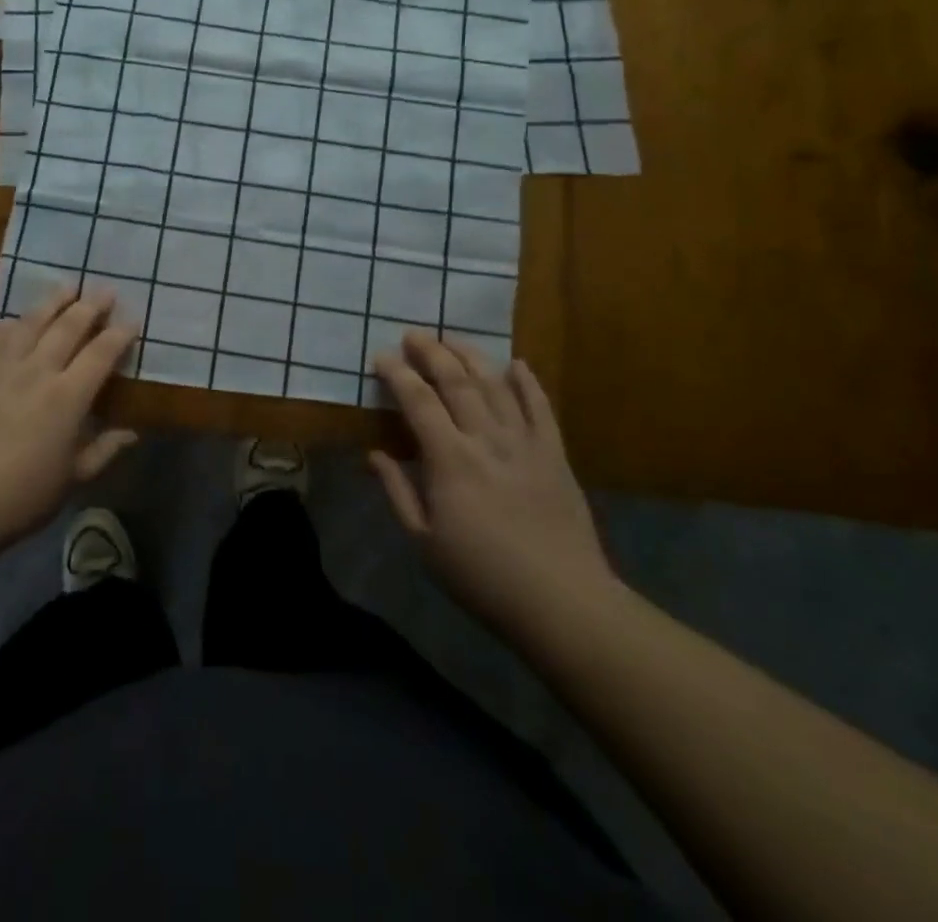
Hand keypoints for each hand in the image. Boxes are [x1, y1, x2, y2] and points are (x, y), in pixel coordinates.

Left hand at [0, 288, 138, 556]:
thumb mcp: (73, 479)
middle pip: (68, 327)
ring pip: (31, 322)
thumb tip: (132, 433)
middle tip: (104, 290)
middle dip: (91, 306)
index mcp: (67, 397)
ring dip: (53, 301)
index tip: (132, 320)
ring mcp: (0, 366)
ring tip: (67, 287)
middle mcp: (37, 371)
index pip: (101, 354)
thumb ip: (104, 450)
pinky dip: (10, 323)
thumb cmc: (20, 496)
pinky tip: (16, 320)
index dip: (119, 334)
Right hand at [370, 332, 616, 638]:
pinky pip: (541, 408)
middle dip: (431, 352)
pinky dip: (528, 382)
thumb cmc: (482, 576)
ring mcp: (525, 443)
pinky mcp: (555, 455)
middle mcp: (486, 439)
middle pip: (456, 381)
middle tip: (414, 334)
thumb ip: (397, 491)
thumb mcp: (424, 541)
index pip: (418, 401)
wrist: (563, 603)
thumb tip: (373, 454)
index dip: (397, 374)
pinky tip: (517, 364)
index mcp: (449, 460)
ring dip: (471, 356)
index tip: (382, 356)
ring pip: (496, 384)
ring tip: (452, 339)